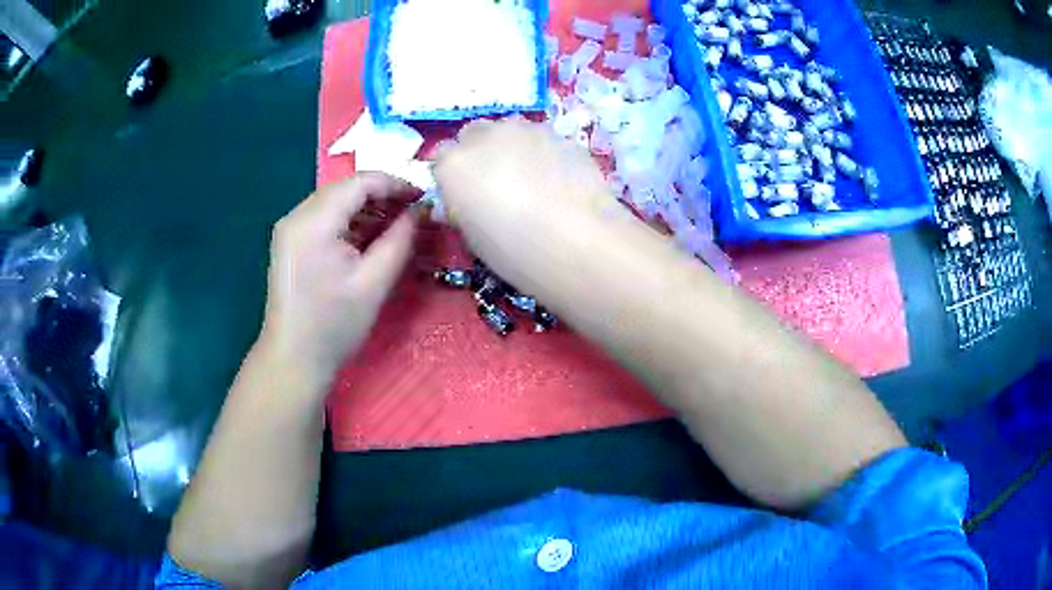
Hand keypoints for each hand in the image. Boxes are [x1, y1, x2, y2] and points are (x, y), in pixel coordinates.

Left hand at [259, 173, 417, 390]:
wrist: (293, 359)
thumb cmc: (334, 325)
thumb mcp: (374, 282)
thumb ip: (400, 239)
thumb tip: (420, 210)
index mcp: (315, 221)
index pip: (360, 182)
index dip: (396, 184)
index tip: (423, 199)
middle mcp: (297, 215)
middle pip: (346, 188)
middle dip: (382, 195)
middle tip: (413, 213)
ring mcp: (290, 228)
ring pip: (335, 202)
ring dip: (366, 208)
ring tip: (395, 226)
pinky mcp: (289, 242)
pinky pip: (323, 218)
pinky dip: (349, 221)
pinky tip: (368, 238)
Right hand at [433, 119, 631, 299]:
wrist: (578, 242)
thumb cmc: (514, 251)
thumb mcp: (473, 239)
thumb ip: (463, 210)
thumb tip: (463, 203)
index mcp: (453, 164)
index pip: (442, 158)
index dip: (454, 178)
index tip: (465, 197)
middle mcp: (486, 136)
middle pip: (473, 134)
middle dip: (479, 153)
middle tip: (496, 184)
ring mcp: (527, 130)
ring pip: (509, 130)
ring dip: (511, 147)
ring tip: (531, 179)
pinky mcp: (561, 135)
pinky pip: (543, 139)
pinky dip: (544, 154)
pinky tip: (559, 181)